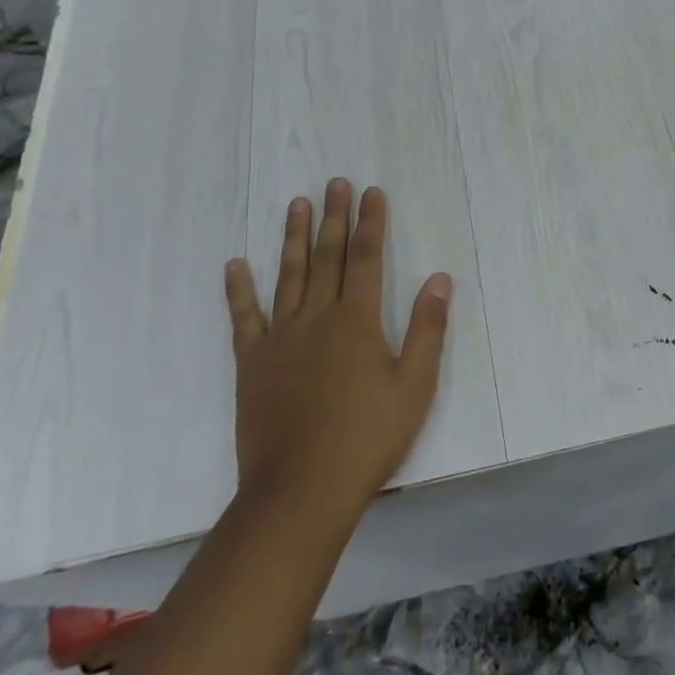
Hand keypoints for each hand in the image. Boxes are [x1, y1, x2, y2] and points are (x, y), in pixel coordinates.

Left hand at [224, 180, 450, 522]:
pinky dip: (239, 290)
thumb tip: (439, 279)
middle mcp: (317, 318)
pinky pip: (244, 317)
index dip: (370, 223)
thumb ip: (427, 330)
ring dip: (294, 237)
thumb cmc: (366, 440)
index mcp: (357, 321)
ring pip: (289, 275)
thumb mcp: (414, 388)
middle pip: (328, 257)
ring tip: (297, 203)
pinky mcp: (252, 362)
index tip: (371, 192)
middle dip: (334, 217)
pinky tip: (235, 264)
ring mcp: (280, 338)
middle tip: (336, 182)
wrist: (299, 492)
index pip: (366, 258)